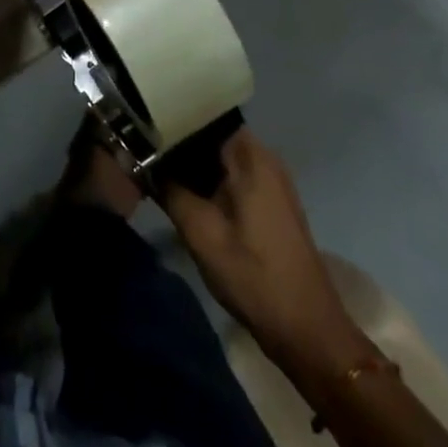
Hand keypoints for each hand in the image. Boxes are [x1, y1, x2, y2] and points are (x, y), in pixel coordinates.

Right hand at [161, 130, 356, 366]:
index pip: (204, 116)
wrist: (305, 330)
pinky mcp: (269, 201)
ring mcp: (270, 180)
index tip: (141, 124)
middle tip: (141, 148)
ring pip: (219, 157)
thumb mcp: (200, 232)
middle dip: (177, 142)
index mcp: (250, 155)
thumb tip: (143, 161)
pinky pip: (230, 175)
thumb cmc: (253, 275)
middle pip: (211, 135)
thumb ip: (169, 190)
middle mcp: (263, 158)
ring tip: (154, 166)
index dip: (171, 118)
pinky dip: (206, 179)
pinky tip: (181, 191)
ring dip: (190, 163)